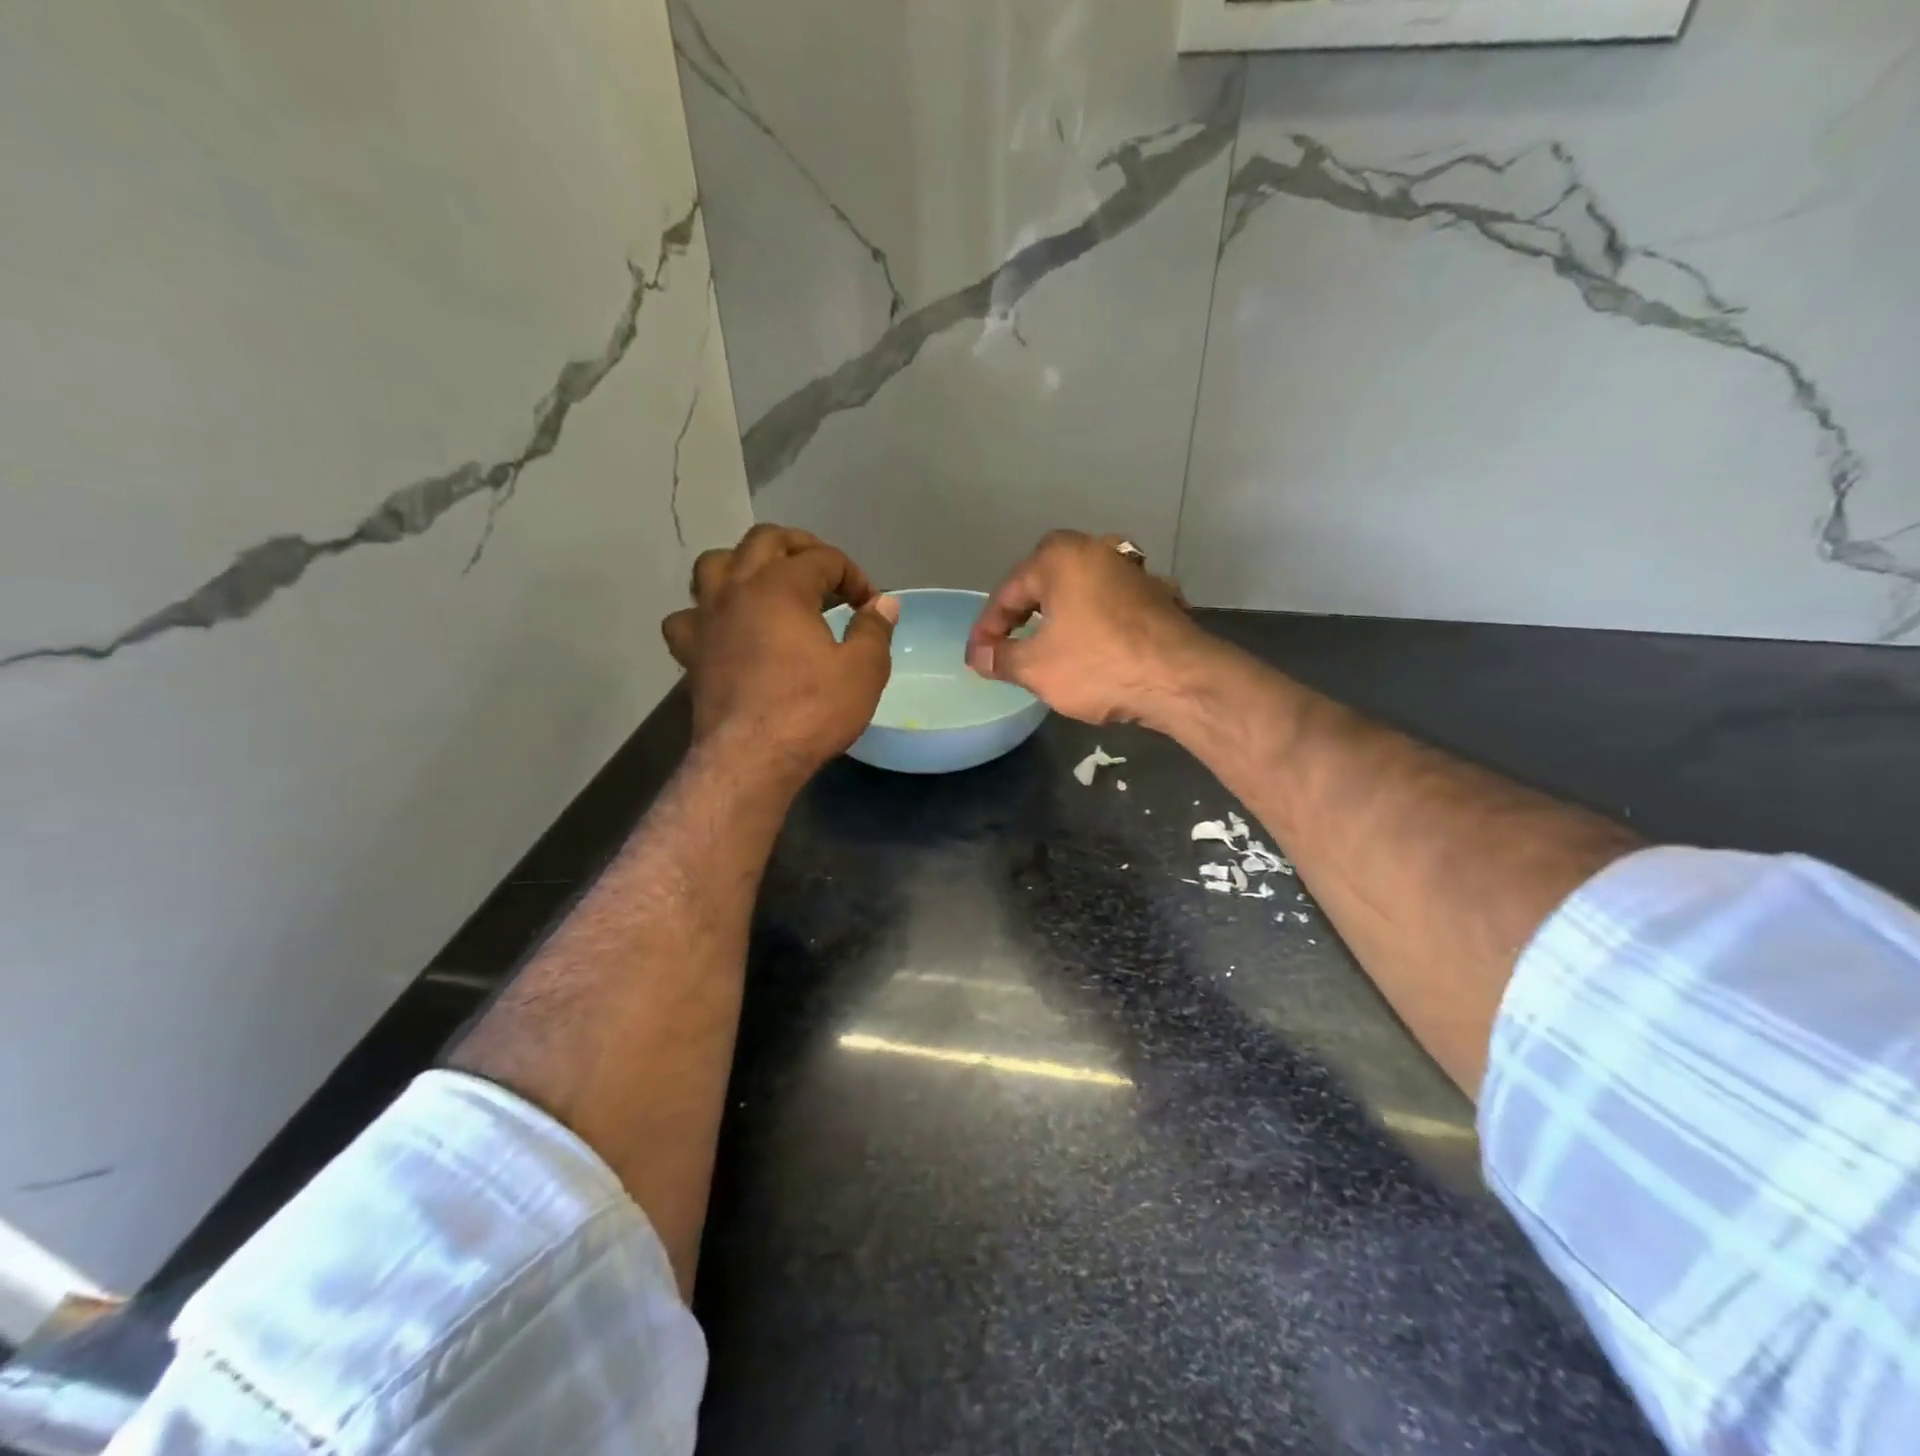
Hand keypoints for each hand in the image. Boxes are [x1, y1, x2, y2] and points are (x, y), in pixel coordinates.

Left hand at [663, 525, 896, 780]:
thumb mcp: (863, 670)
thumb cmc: (811, 710)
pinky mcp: (690, 652)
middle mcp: (738, 588)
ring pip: (715, 564)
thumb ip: (874, 629)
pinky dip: (706, 613)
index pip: (824, 559)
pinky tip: (723, 628)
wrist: (751, 758)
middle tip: (826, 574)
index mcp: (782, 586)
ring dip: (744, 564)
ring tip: (766, 584)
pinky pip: (687, 616)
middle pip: (765, 540)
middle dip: (801, 548)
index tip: (871, 605)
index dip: (854, 576)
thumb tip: (884, 604)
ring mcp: (707, 618)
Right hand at [966, 530, 1207, 728]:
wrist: (1181, 678)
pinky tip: (1086, 648)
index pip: (1008, 592)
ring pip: (1077, 592)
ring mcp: (1131, 569)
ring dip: (1056, 618)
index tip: (977, 657)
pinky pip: (1106, 604)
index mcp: (1060, 556)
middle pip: (1043, 584)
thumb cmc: (1099, 664)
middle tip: (1005, 648)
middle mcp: (1096, 548)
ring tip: (1041, 649)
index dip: (987, 628)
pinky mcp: (1155, 594)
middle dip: (1021, 617)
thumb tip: (979, 655)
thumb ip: (1001, 657)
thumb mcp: (1037, 667)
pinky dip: (1089, 622)